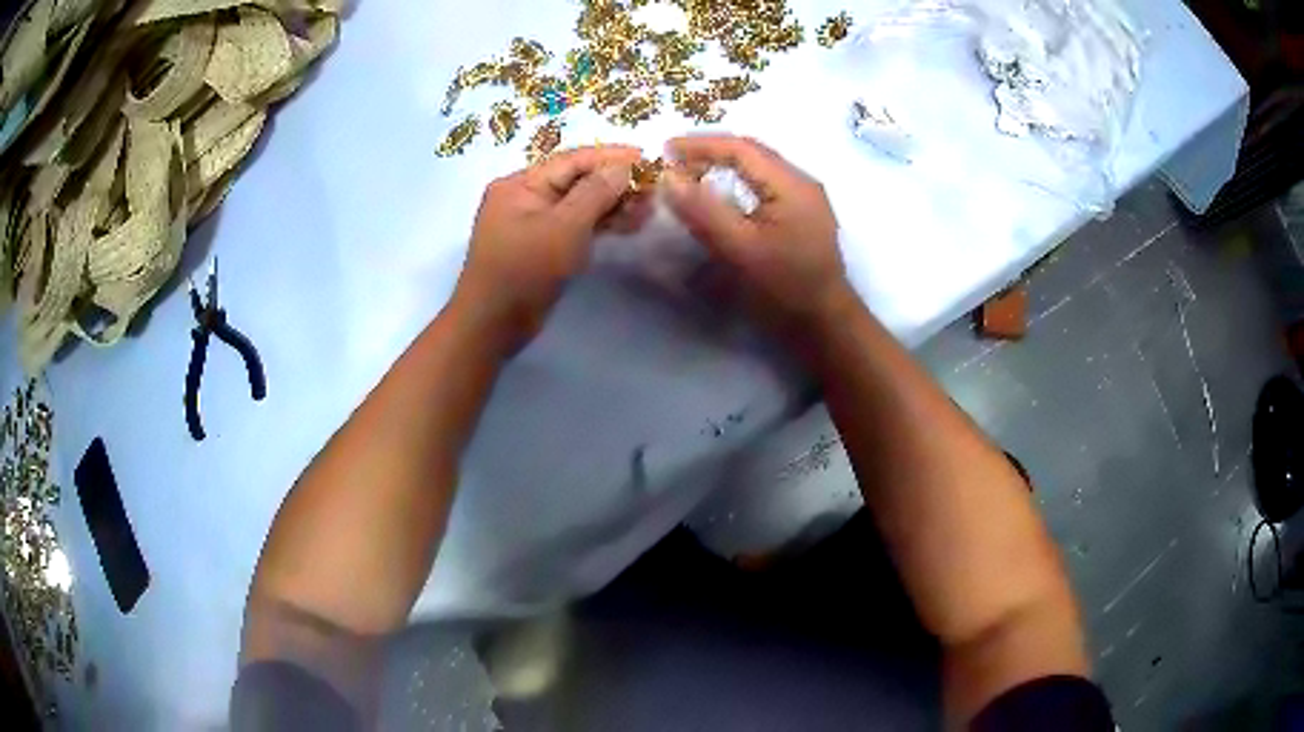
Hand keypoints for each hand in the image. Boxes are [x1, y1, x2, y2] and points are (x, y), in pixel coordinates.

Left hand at [453, 145, 650, 347]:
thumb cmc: (524, 272)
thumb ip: (595, 193)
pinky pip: (575, 225)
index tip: (647, 157)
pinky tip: (628, 225)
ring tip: (648, 210)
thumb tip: (623, 166)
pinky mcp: (541, 246)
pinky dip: (600, 224)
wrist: (492, 326)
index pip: (572, 160)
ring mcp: (532, 222)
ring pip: (578, 204)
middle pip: (576, 179)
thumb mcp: (563, 228)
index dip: (611, 156)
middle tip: (654, 189)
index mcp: (520, 184)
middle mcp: (524, 196)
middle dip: (615, 182)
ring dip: (612, 204)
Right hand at [661, 135, 852, 331]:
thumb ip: (703, 210)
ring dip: (724, 165)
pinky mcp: (802, 215)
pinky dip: (737, 182)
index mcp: (791, 184)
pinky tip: (721, 195)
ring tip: (691, 174)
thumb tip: (667, 176)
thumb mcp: (740, 250)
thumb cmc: (785, 288)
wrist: (825, 324)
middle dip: (711, 152)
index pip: (741, 148)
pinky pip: (765, 185)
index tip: (665, 150)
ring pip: (759, 168)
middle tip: (674, 162)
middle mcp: (802, 182)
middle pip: (752, 153)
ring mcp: (805, 199)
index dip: (700, 144)